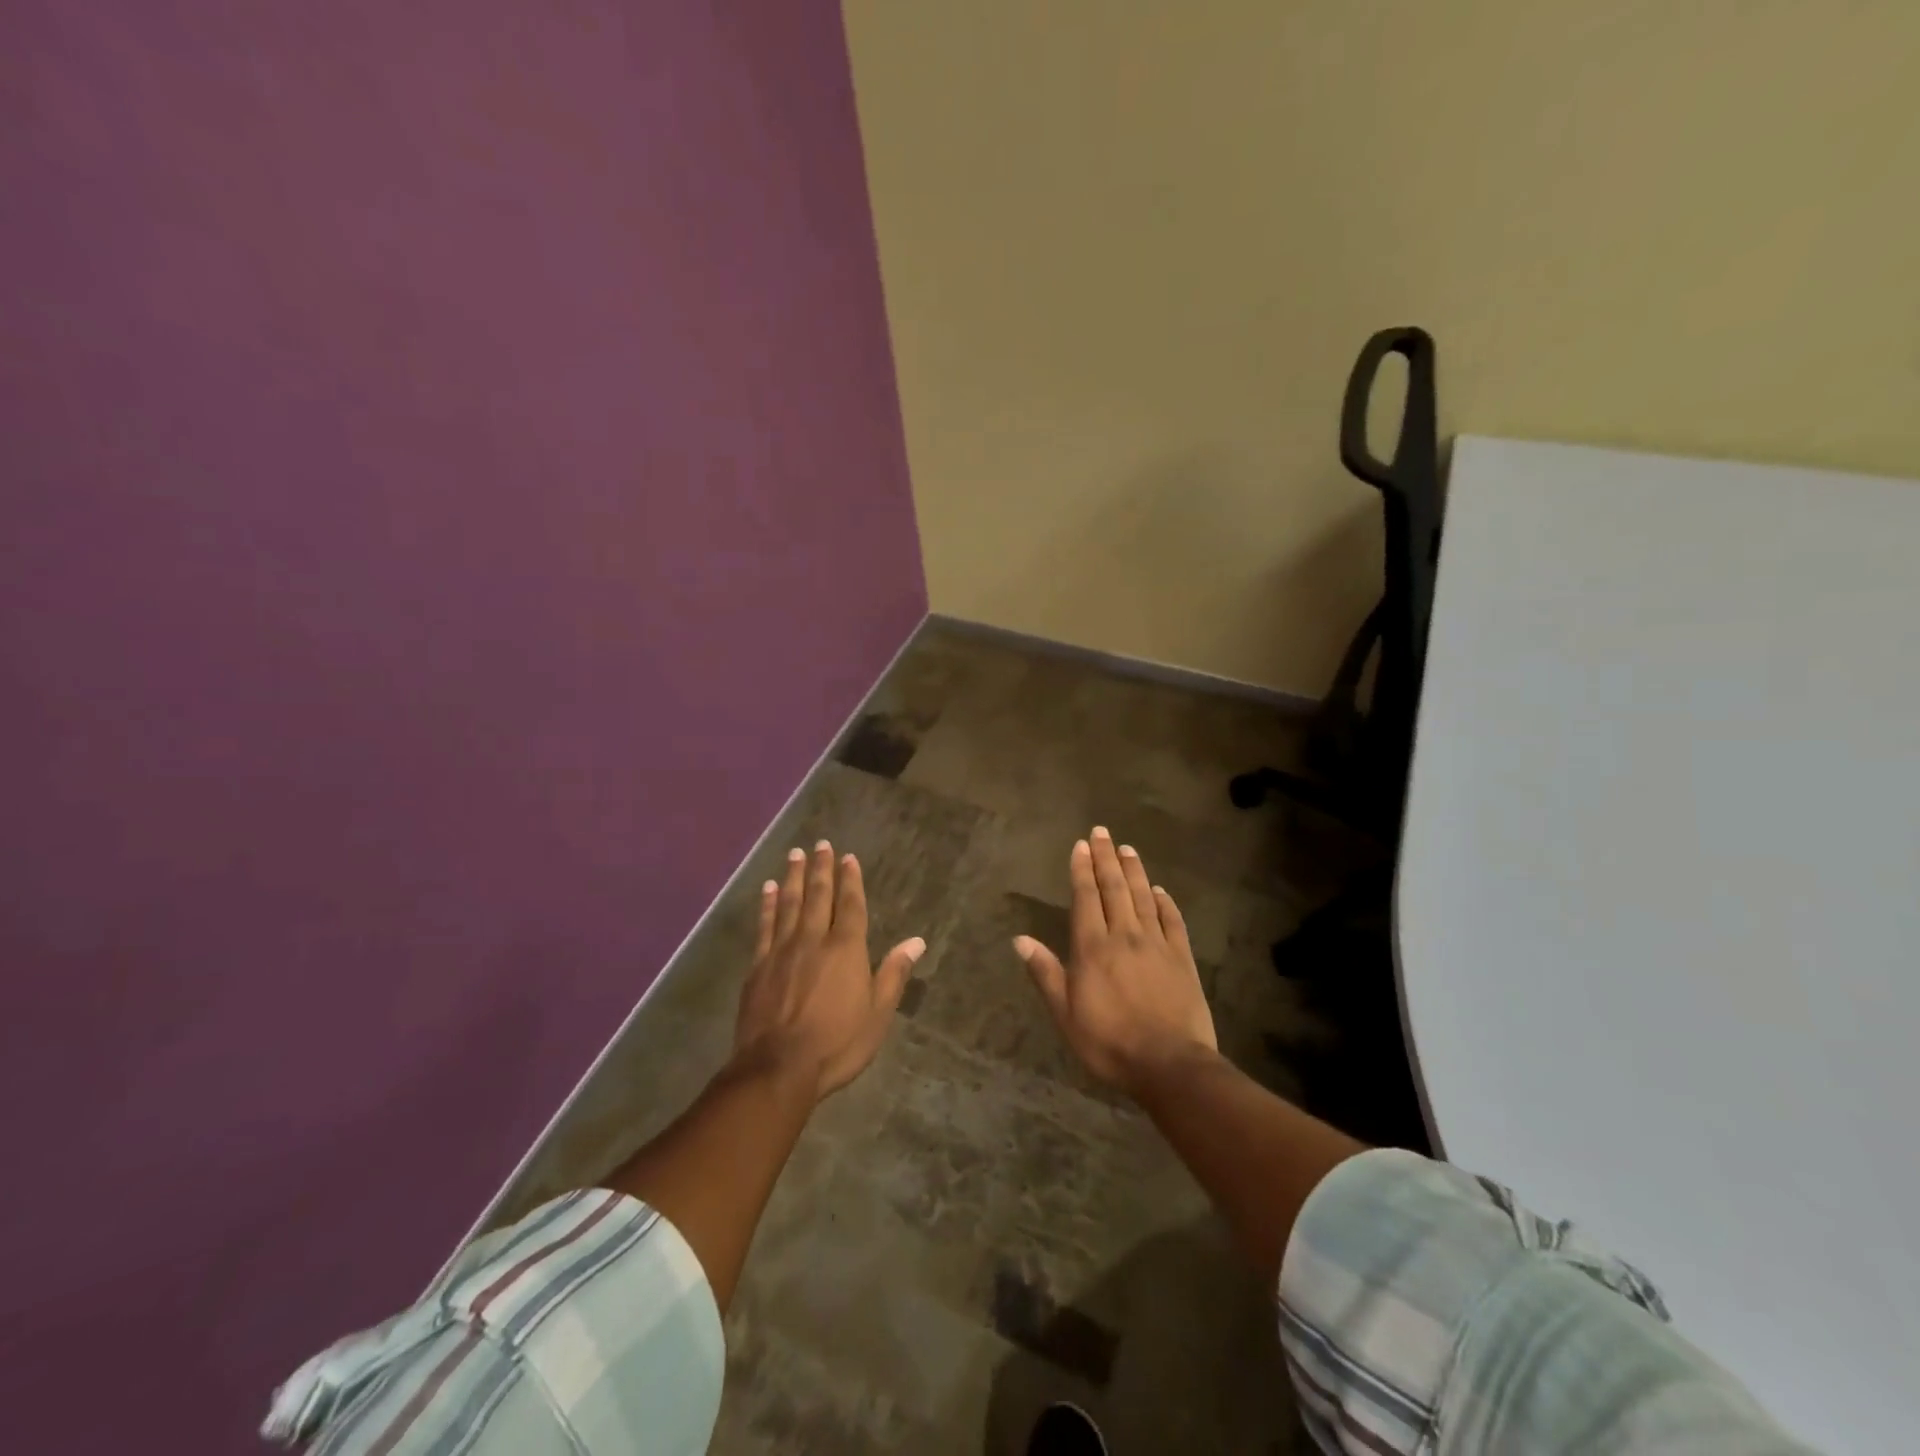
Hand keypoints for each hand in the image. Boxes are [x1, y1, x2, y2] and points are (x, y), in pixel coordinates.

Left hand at [733, 840, 924, 1100]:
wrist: (777, 1068)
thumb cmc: (836, 1044)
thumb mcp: (877, 1014)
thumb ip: (893, 974)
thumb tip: (916, 941)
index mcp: (846, 949)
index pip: (850, 904)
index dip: (851, 879)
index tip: (848, 857)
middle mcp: (814, 939)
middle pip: (818, 895)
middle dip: (821, 868)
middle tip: (820, 844)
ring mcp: (782, 950)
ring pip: (789, 903)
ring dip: (793, 877)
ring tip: (795, 854)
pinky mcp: (758, 965)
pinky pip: (764, 925)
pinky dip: (766, 904)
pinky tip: (767, 889)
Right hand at [1015, 827, 1217, 1094]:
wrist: (1169, 1064)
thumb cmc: (1109, 1042)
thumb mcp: (1065, 1014)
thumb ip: (1045, 973)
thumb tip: (1020, 939)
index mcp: (1093, 948)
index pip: (1086, 898)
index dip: (1082, 870)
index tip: (1081, 846)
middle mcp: (1124, 936)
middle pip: (1114, 888)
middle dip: (1105, 858)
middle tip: (1102, 832)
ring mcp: (1156, 944)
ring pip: (1143, 897)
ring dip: (1134, 871)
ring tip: (1127, 849)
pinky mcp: (1182, 958)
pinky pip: (1172, 921)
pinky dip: (1165, 902)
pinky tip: (1160, 890)